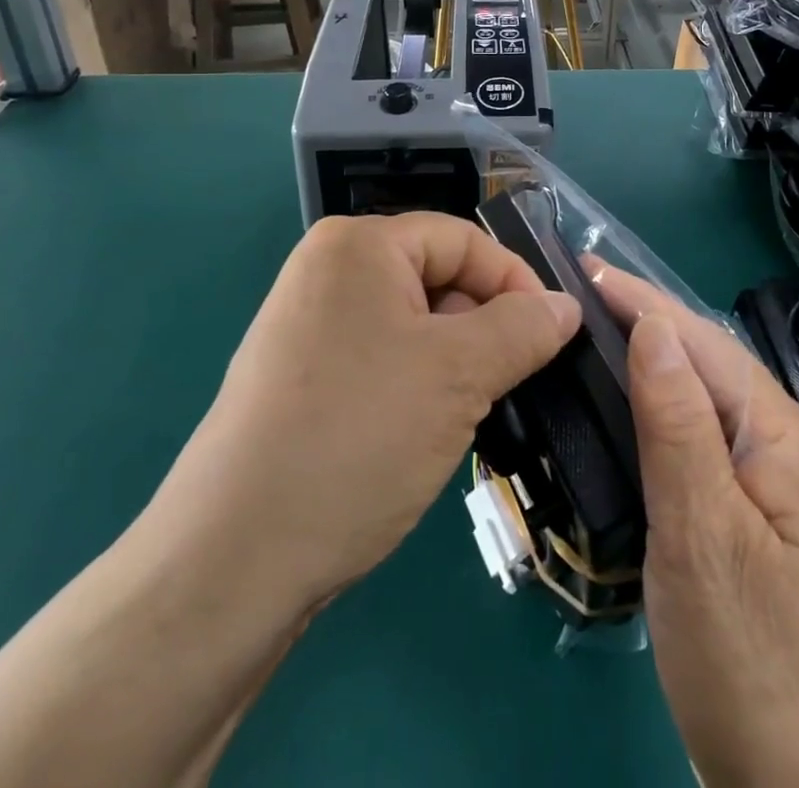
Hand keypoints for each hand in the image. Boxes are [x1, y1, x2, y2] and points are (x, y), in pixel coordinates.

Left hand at [138, 213, 581, 613]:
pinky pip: (381, 357)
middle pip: (436, 278)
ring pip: (413, 324)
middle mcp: (327, 271)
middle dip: (482, 327)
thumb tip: (566, 306)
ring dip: (453, 362)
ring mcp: (307, 324)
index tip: (553, 337)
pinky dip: (416, 384)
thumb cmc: (357, 437)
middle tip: (507, 384)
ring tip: (466, 415)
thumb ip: (523, 329)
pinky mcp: (300, 375)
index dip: (515, 282)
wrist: (232, 559)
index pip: (463, 239)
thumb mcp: (459, 375)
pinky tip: (421, 433)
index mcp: (358, 245)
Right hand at [592, 264, 798, 787]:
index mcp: (793, 439)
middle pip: (714, 367)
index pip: (706, 345)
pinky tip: (640, 409)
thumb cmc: (752, 664)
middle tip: (583, 295)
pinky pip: (713, 442)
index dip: (644, 302)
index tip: (588, 267)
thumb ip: (678, 422)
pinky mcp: (771, 522)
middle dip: (650, 324)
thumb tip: (654, 326)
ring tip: (602, 334)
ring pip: (713, 403)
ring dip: (658, 364)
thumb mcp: (702, 535)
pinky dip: (670, 413)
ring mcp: (790, 488)